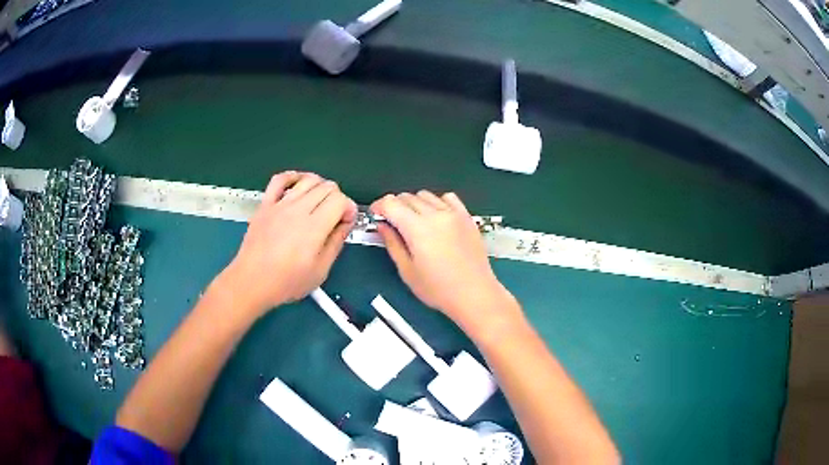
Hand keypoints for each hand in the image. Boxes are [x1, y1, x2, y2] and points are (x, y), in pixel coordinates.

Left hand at [219, 172, 356, 316]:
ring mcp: (280, 204)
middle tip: (335, 215)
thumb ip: (336, 243)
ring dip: (320, 186)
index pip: (340, 200)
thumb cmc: (285, 282)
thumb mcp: (320, 270)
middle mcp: (298, 210)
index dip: (349, 208)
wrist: (251, 281)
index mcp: (314, 227)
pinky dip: (293, 176)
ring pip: (308, 179)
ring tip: (320, 201)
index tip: (346, 221)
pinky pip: (280, 179)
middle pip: (327, 187)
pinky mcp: (266, 204)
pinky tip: (298, 184)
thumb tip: (345, 225)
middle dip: (338, 198)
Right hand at [371, 191, 513, 324]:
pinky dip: (437, 202)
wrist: (474, 294)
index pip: (391, 203)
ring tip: (413, 222)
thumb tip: (383, 227)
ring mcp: (453, 214)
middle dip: (394, 206)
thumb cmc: (441, 290)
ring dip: (414, 204)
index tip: (376, 213)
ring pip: (425, 195)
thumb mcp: (407, 271)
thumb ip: (392, 243)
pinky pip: (448, 198)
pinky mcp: (466, 217)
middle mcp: (436, 216)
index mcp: (418, 229)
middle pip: (407, 196)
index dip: (379, 206)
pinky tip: (435, 217)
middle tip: (392, 222)